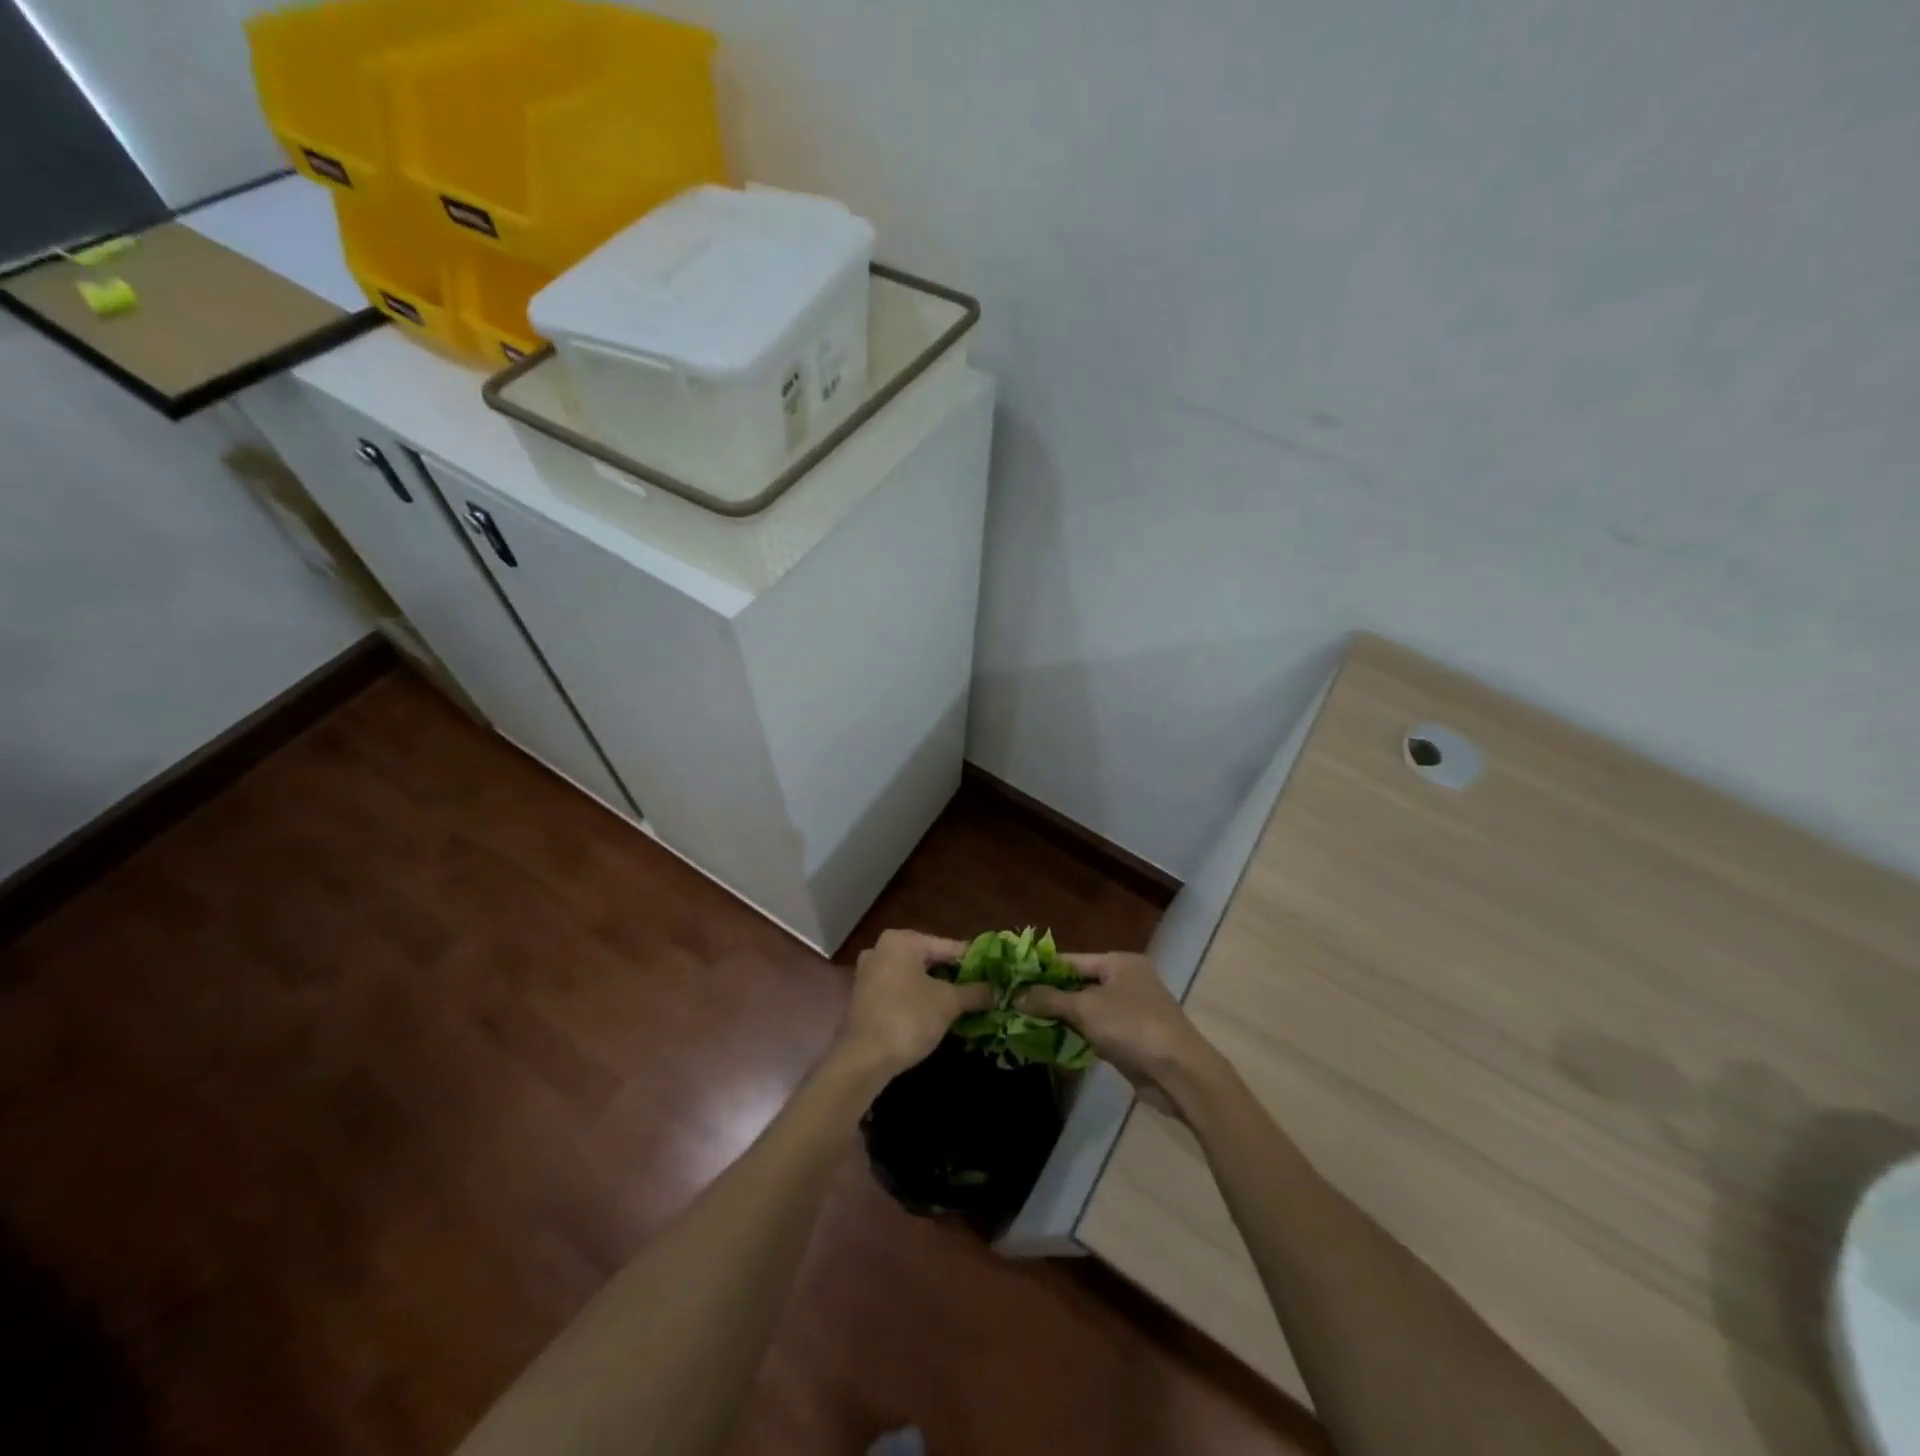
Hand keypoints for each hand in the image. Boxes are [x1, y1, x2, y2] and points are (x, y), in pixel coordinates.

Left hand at [836, 930, 992, 1080]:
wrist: (863, 1059)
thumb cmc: (908, 1019)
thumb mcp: (948, 1004)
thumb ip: (974, 992)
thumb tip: (996, 990)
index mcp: (902, 941)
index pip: (948, 946)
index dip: (973, 961)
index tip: (993, 974)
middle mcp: (881, 948)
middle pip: (929, 958)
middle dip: (953, 975)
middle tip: (979, 990)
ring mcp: (868, 971)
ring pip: (913, 975)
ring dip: (935, 988)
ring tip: (961, 1003)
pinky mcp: (862, 995)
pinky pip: (898, 988)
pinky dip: (916, 997)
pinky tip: (933, 1013)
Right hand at [1016, 952, 1222, 1111]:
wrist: (1179, 1073)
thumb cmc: (1132, 1026)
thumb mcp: (1086, 1008)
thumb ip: (1050, 1000)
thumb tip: (1016, 995)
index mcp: (1119, 962)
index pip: (1072, 960)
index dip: (1042, 969)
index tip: (1013, 978)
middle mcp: (1126, 981)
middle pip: (1078, 984)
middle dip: (1049, 996)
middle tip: (1014, 1003)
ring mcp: (1131, 1010)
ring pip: (1086, 1010)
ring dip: (1061, 1018)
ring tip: (1024, 1022)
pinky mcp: (1131, 1038)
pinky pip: (1096, 1031)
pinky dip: (1076, 1035)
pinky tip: (1051, 1042)